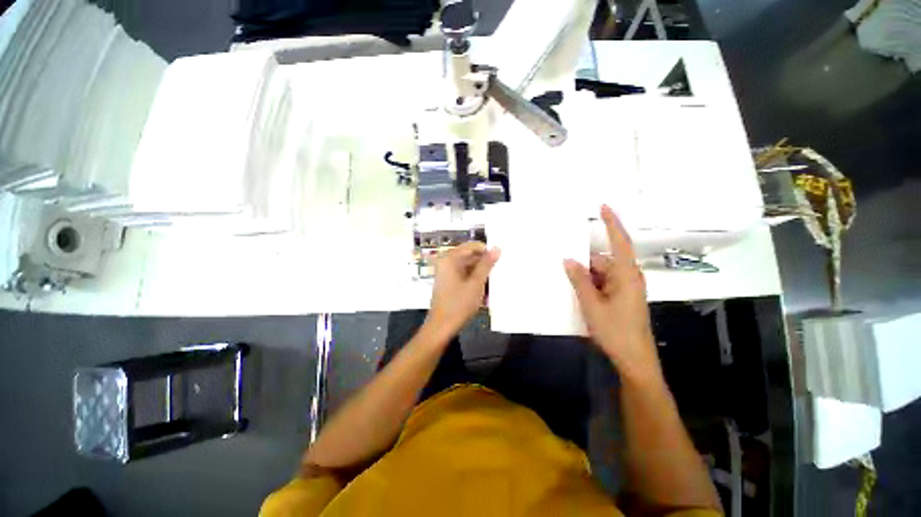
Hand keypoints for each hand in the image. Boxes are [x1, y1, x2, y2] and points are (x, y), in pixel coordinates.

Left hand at [426, 242, 500, 340]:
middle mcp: (446, 262)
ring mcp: (446, 273)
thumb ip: (486, 265)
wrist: (441, 327)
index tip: (500, 258)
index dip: (486, 251)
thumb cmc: (459, 304)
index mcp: (450, 258)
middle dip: (484, 264)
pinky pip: (464, 275)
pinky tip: (483, 290)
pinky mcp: (448, 282)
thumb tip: (497, 248)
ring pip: (468, 267)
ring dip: (480, 274)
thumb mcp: (476, 283)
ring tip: (493, 282)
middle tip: (499, 272)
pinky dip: (474, 280)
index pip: (472, 246)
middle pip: (469, 256)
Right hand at [564, 205, 659, 381]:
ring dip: (585, 277)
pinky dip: (590, 285)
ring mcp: (625, 288)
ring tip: (568, 284)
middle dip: (584, 264)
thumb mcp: (592, 304)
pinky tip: (577, 294)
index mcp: (626, 275)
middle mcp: (628, 277)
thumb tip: (568, 260)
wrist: (634, 359)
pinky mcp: (621, 297)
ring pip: (600, 273)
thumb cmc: (615, 330)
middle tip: (563, 266)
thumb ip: (579, 280)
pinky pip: (602, 283)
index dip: (612, 223)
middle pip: (603, 261)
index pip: (620, 242)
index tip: (602, 207)